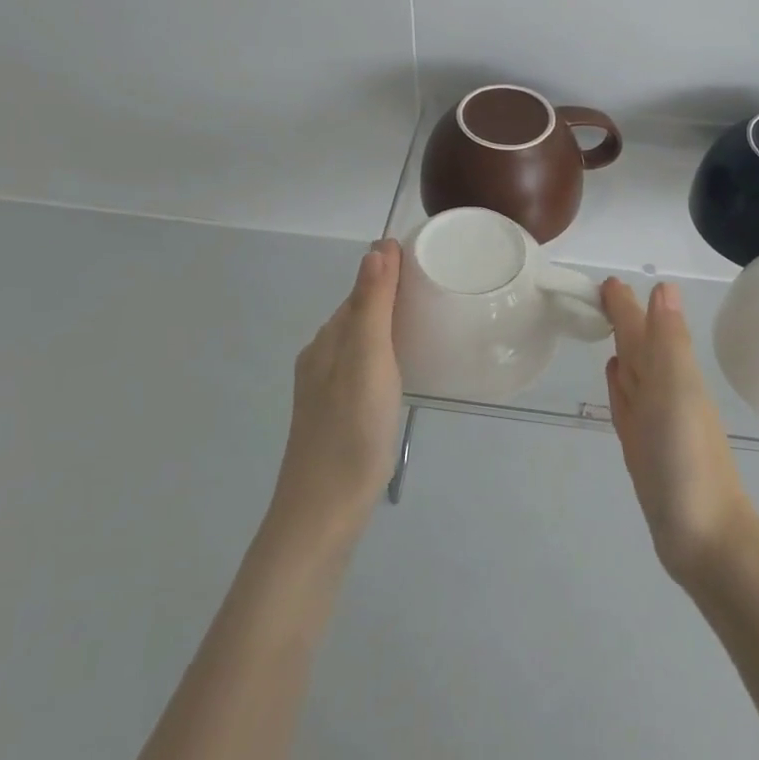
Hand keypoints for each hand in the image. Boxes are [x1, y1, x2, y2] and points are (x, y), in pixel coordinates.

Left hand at [273, 239, 404, 544]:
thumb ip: (371, 305)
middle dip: (390, 297)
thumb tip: (377, 248)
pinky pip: (363, 368)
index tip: (426, 260)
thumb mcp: (367, 360)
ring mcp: (326, 390)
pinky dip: (385, 356)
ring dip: (388, 327)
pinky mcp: (337, 415)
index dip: (388, 272)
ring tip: (428, 325)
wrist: (324, 511)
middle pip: (358, 315)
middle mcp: (321, 358)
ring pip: (360, 344)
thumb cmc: (351, 430)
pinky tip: (403, 371)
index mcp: (327, 341)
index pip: (359, 291)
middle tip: (436, 289)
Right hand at [600, 278, 755, 583]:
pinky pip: (626, 403)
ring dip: (622, 348)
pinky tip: (614, 376)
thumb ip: (668, 340)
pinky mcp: (642, 446)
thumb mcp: (677, 390)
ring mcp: (653, 420)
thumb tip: (663, 287)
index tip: (607, 281)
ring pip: (633, 371)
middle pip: (639, 345)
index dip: (627, 305)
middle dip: (623, 319)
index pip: (644, 327)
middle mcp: (664, 390)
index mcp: (672, 372)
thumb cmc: (687, 459)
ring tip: (606, 327)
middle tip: (601, 294)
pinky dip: (619, 385)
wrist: (704, 537)